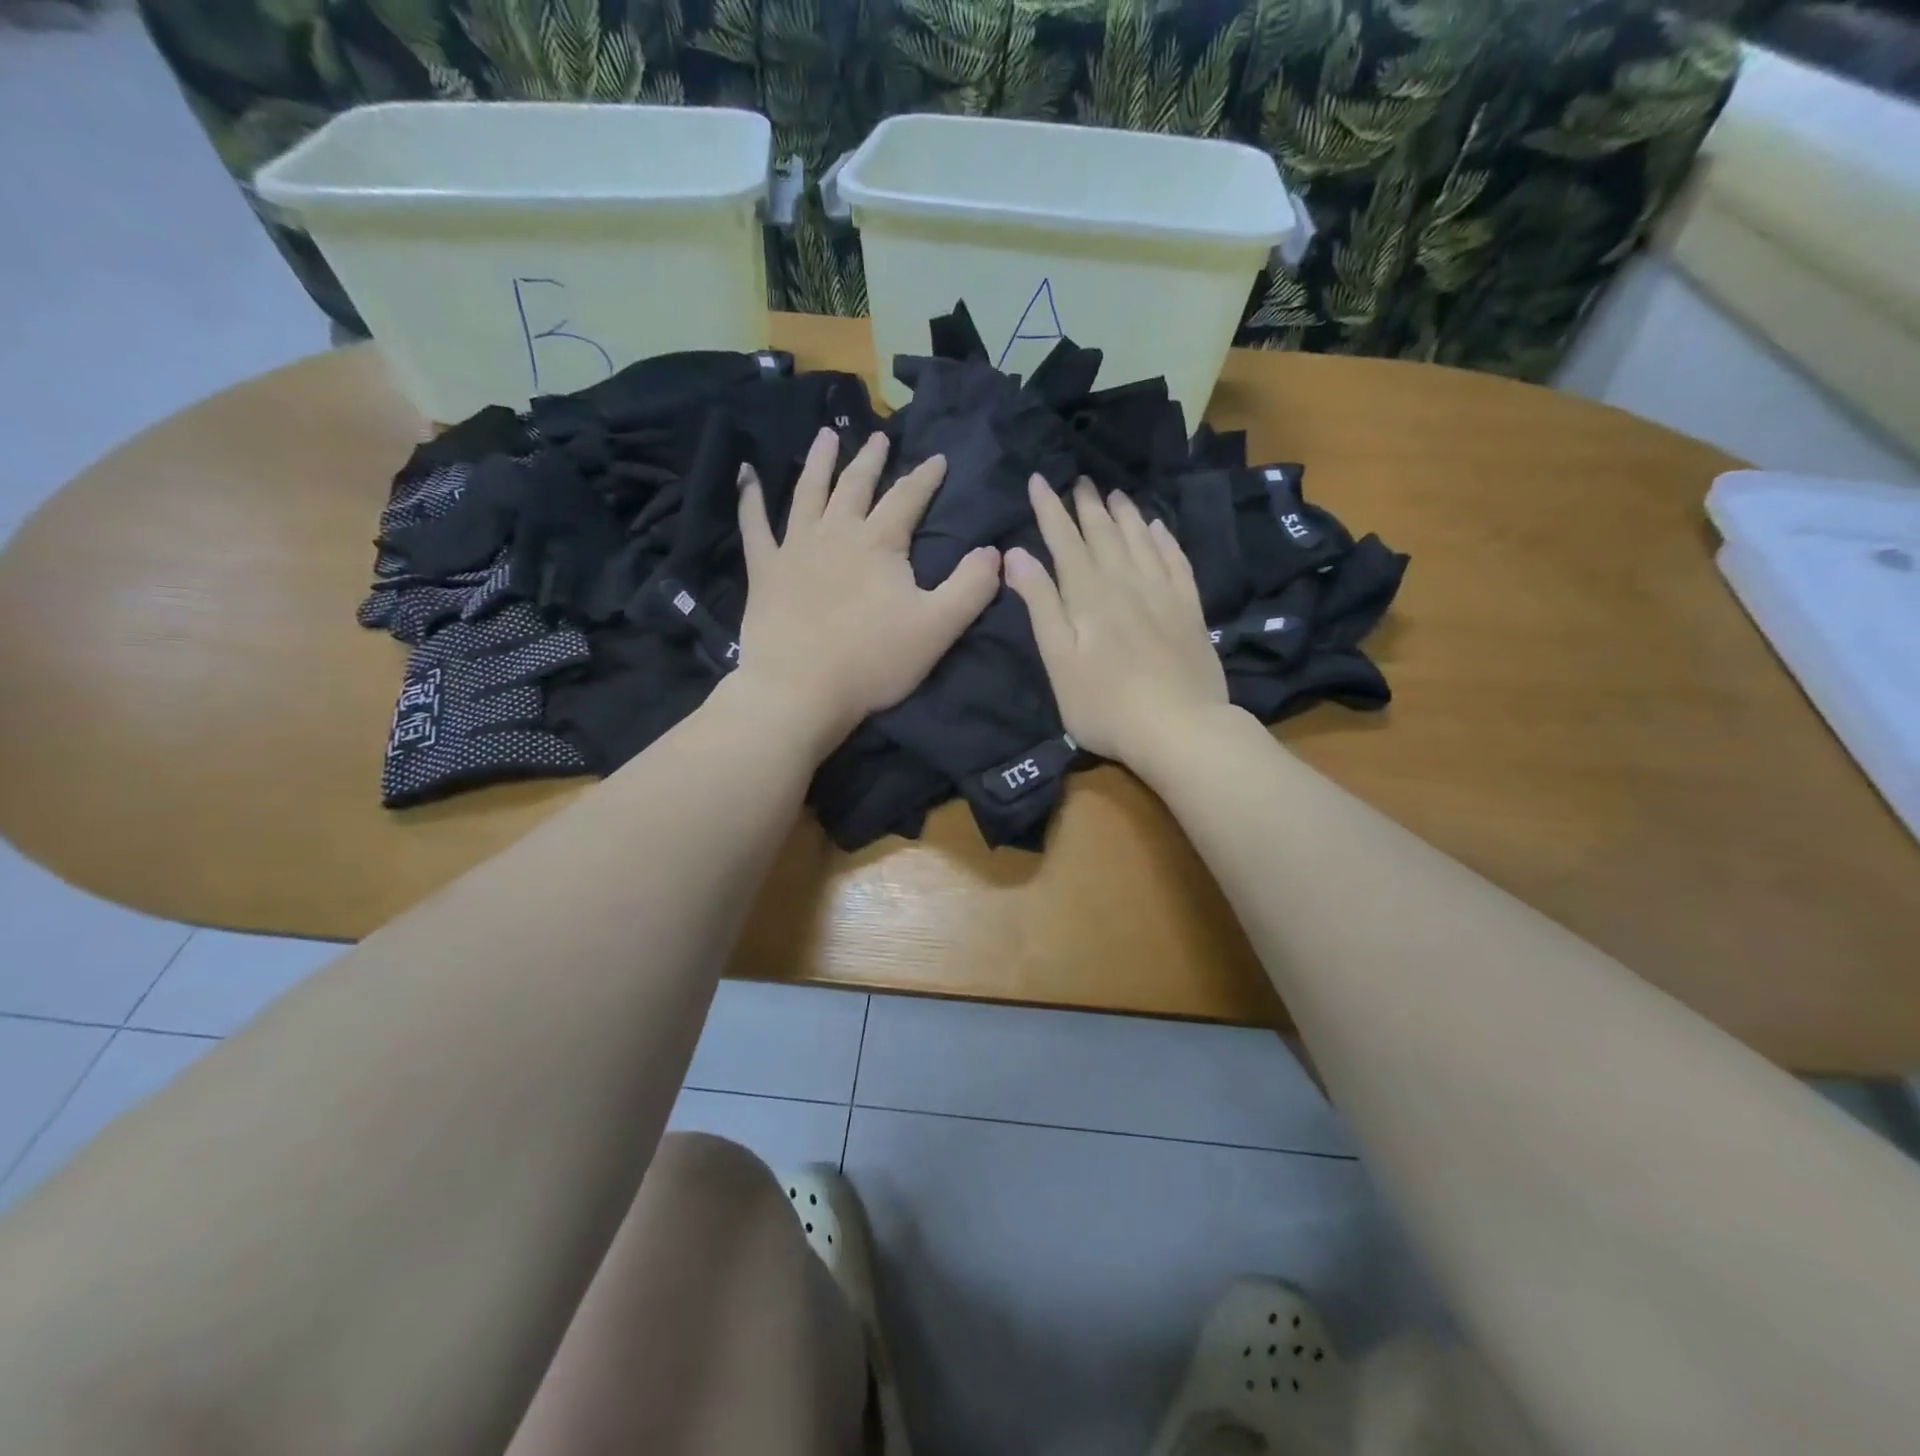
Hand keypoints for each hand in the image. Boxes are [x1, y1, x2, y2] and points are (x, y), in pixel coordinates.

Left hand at [734, 427, 999, 753]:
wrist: (801, 690)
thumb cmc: (873, 661)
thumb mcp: (938, 627)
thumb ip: (972, 586)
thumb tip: (995, 551)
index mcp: (880, 543)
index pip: (908, 497)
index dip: (925, 476)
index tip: (938, 458)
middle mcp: (836, 532)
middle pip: (856, 485)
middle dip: (870, 459)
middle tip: (878, 436)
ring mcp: (795, 547)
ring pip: (809, 492)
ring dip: (818, 462)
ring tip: (824, 436)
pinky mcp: (764, 570)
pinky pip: (753, 524)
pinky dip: (749, 497)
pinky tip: (746, 474)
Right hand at [1004, 475, 1230, 768]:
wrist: (1179, 728)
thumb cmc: (1104, 704)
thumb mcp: (1058, 660)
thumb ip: (1040, 604)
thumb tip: (1016, 554)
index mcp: (1088, 596)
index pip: (1064, 542)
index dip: (1050, 510)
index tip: (1038, 480)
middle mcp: (1126, 583)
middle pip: (1104, 535)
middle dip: (1087, 506)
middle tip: (1079, 479)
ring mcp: (1163, 594)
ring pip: (1141, 541)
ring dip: (1125, 515)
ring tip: (1115, 493)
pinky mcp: (1190, 611)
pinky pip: (1176, 561)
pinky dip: (1165, 540)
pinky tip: (1159, 528)